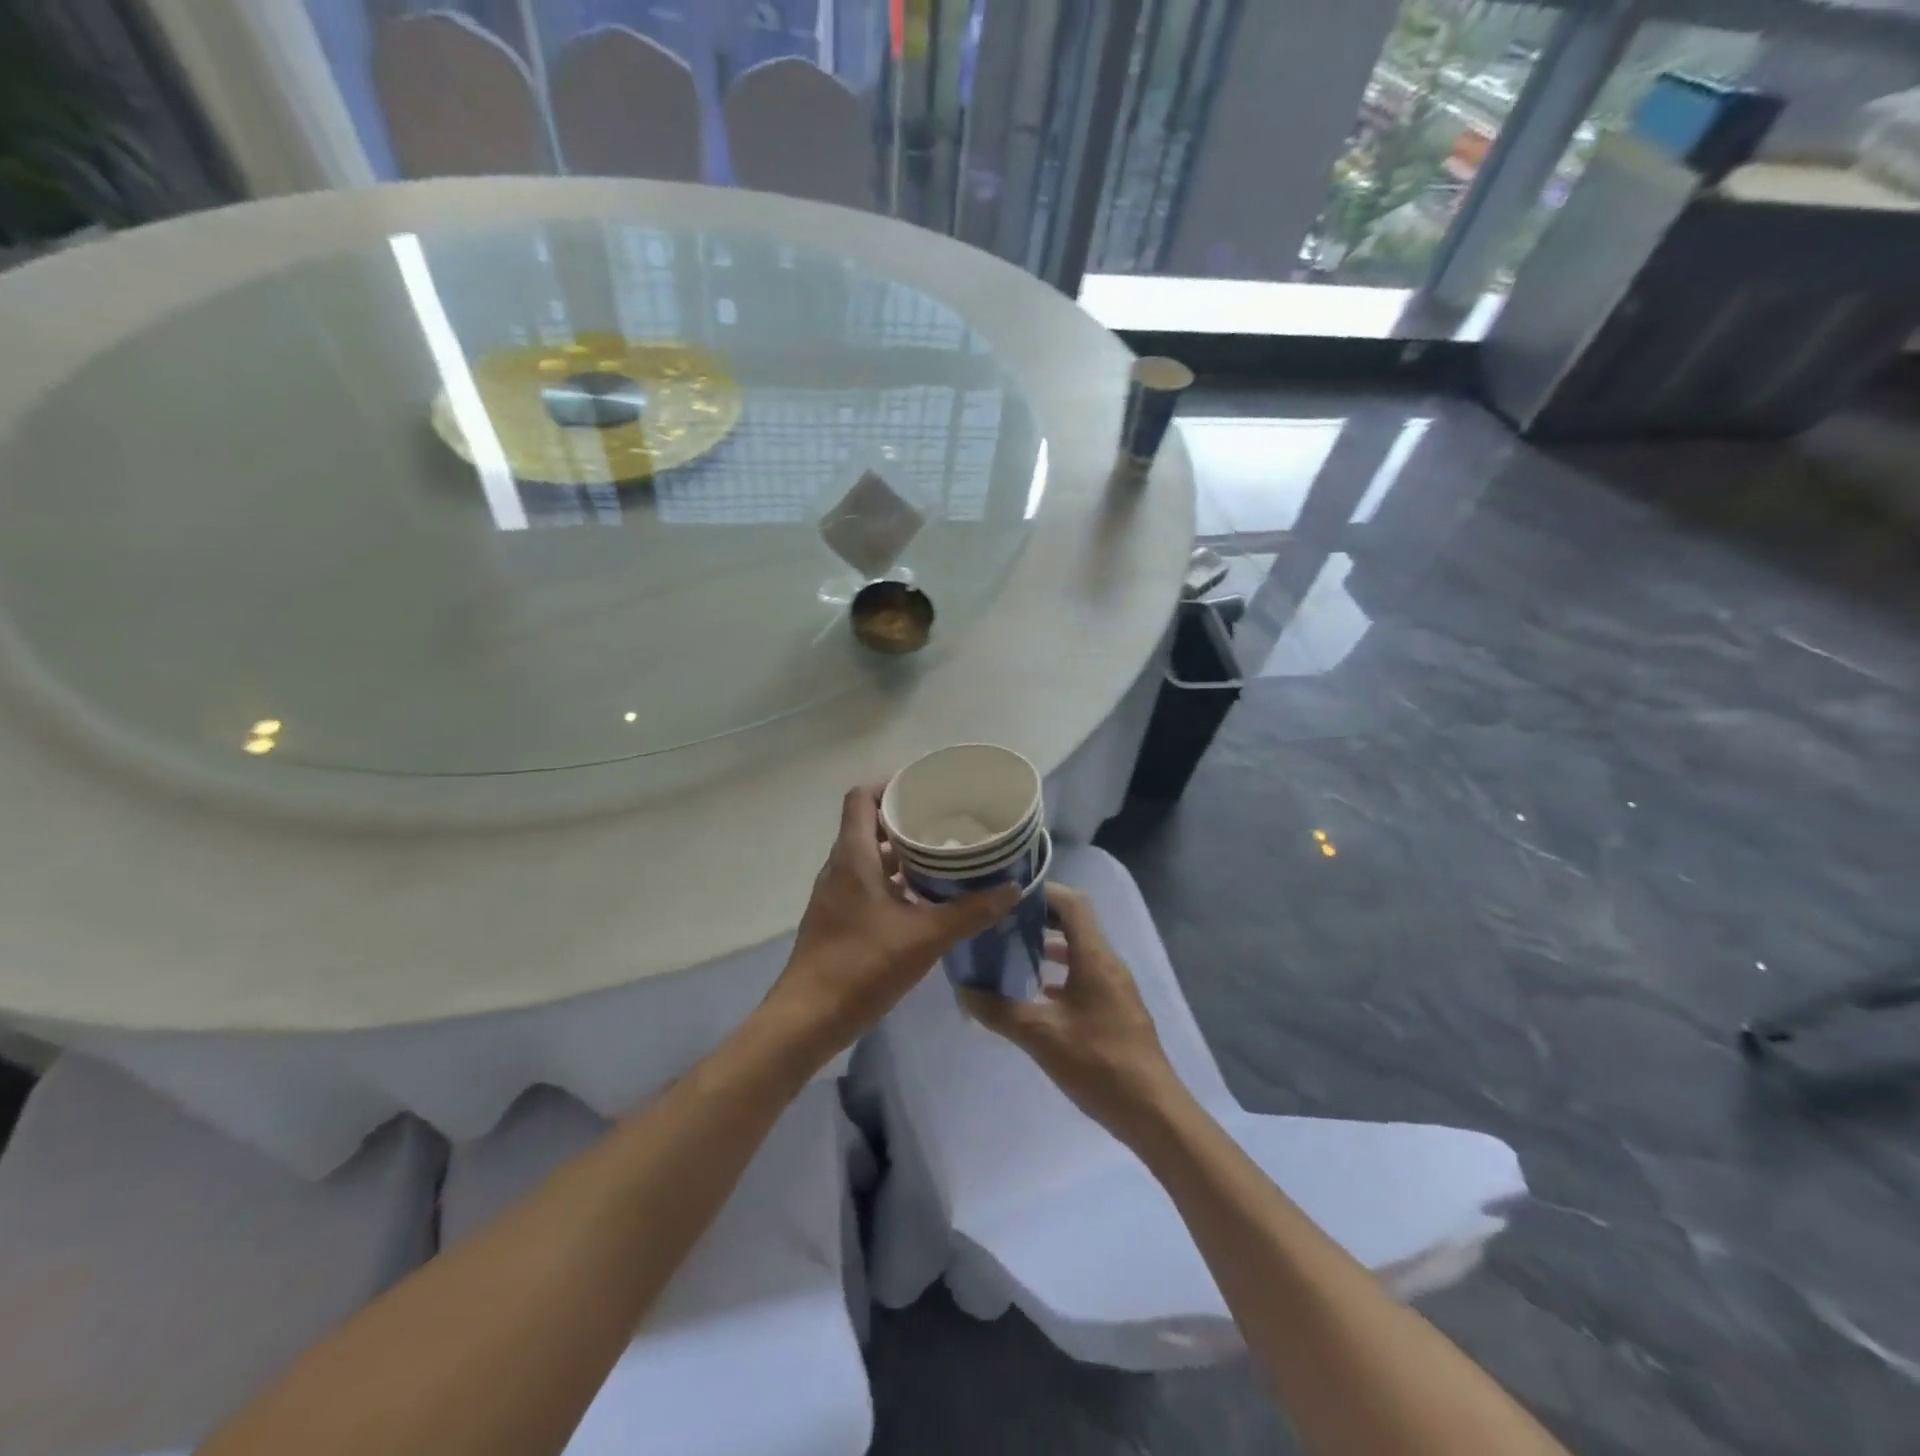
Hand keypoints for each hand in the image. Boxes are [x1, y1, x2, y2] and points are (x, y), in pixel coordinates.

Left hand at [762, 786, 1019, 1059]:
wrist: (809, 1018)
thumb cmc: (862, 966)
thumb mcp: (925, 937)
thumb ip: (970, 912)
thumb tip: (1011, 889)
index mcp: (853, 857)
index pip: (861, 798)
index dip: (889, 786)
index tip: (923, 789)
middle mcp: (839, 868)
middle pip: (867, 826)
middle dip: (905, 820)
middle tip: (945, 823)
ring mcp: (835, 895)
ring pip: (868, 858)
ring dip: (900, 854)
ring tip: (941, 858)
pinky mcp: (837, 919)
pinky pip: (866, 884)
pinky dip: (892, 882)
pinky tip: (922, 900)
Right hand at [959, 882, 1182, 1139]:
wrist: (1152, 1112)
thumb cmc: (1098, 1063)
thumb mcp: (1040, 1035)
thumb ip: (999, 1010)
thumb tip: (964, 990)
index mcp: (1095, 957)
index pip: (1072, 903)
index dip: (1042, 891)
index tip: (1007, 896)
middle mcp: (1107, 963)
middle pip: (1074, 923)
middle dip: (1039, 919)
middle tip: (1001, 923)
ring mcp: (1113, 987)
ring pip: (1078, 951)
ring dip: (1046, 947)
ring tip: (1010, 954)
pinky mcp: (1114, 1009)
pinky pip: (1082, 975)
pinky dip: (1058, 974)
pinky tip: (1033, 994)